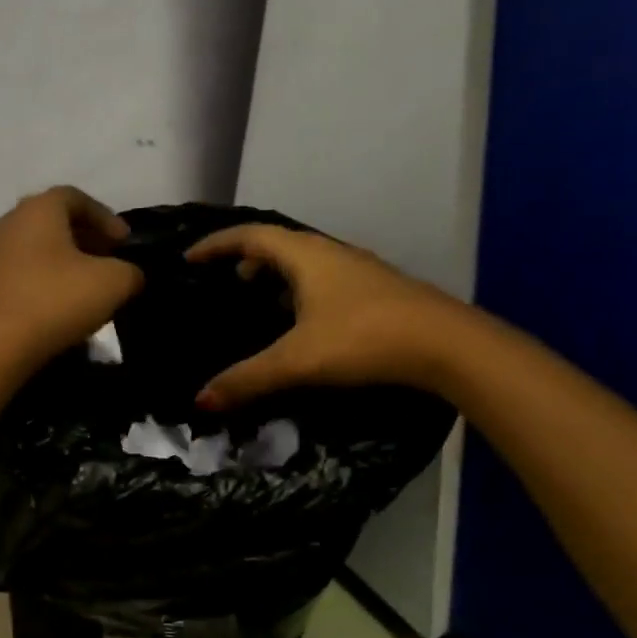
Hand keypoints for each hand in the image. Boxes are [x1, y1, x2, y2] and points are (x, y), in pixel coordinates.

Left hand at [0, 186, 144, 366]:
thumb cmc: (54, 302)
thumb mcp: (113, 284)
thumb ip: (130, 271)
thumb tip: (128, 274)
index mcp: (38, 208)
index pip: (77, 198)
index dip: (106, 218)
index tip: (125, 244)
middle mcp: (7, 222)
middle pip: (52, 221)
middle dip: (84, 238)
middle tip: (108, 262)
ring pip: (33, 248)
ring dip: (61, 262)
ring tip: (84, 287)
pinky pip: (18, 273)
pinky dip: (40, 281)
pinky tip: (55, 305)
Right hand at [185, 224, 468, 409]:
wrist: (446, 346)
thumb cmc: (364, 339)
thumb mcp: (297, 362)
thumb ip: (246, 379)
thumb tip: (200, 400)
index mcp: (306, 256)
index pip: (250, 237)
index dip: (216, 245)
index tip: (190, 259)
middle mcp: (331, 254)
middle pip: (279, 244)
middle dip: (246, 259)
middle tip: (225, 282)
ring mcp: (358, 272)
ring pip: (305, 263)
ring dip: (276, 275)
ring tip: (257, 299)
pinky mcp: (375, 292)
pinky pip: (324, 280)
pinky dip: (300, 291)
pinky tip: (301, 322)